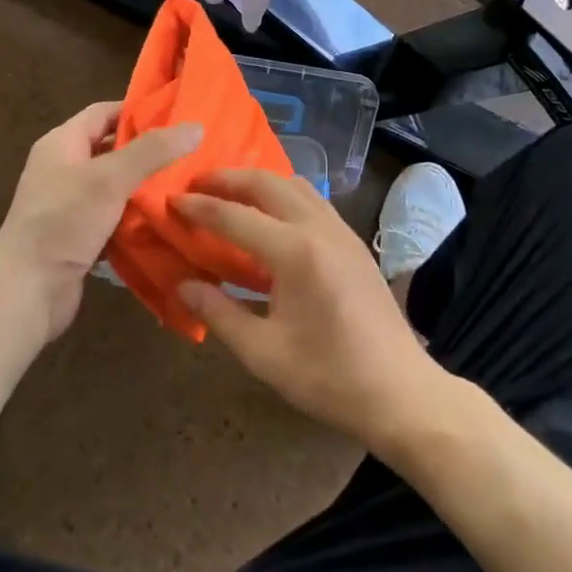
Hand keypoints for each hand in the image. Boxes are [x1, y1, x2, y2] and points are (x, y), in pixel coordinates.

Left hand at [0, 102, 200, 347]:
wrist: (25, 292)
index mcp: (62, 143)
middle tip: (191, 153)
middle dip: (148, 151)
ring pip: (115, 185)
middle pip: (111, 149)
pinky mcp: (77, 236)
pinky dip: (135, 217)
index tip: (178, 118)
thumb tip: (196, 126)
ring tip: (187, 185)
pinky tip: (166, 220)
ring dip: (145, 186)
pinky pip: (112, 217)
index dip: (138, 111)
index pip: (104, 113)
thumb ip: (152, 151)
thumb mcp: (110, 178)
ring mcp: (68, 204)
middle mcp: (63, 168)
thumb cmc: (64, 222)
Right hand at [174, 170, 453, 450]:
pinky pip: (312, 199)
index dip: (198, 207)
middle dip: (227, 178)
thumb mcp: (264, 353)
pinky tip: (269, 219)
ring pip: (293, 184)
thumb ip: (218, 314)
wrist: (401, 392)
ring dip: (257, 182)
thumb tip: (183, 284)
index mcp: (295, 252)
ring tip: (229, 196)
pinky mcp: (353, 241)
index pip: (234, 216)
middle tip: (195, 185)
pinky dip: (283, 195)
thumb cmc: (329, 378)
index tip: (169, 201)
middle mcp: (319, 228)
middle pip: (266, 182)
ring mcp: (341, 230)